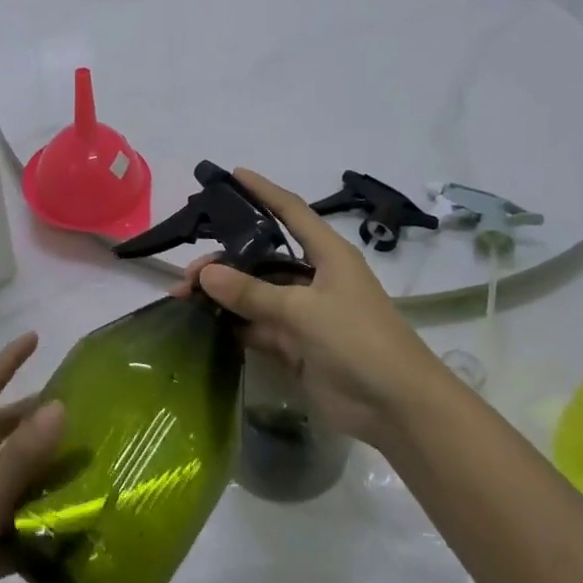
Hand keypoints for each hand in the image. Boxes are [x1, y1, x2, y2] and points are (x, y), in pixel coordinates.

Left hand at [0, 334, 62, 582]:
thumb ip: (20, 458)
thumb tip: (58, 405)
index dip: (7, 361)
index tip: (36, 339)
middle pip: (5, 429)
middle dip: (37, 413)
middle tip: (82, 409)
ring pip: (18, 474)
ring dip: (48, 465)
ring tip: (91, 462)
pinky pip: (23, 519)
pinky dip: (46, 516)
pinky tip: (77, 525)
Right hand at [171, 169, 443, 447]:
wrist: (397, 409)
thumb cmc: (359, 341)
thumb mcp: (304, 311)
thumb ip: (253, 293)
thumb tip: (205, 274)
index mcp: (328, 255)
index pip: (292, 212)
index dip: (264, 192)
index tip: (235, 174)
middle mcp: (315, 279)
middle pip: (263, 258)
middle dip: (226, 260)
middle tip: (188, 273)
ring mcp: (305, 314)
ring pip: (256, 295)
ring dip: (224, 296)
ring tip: (185, 298)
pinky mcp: (297, 347)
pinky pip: (258, 327)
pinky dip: (233, 325)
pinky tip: (203, 324)